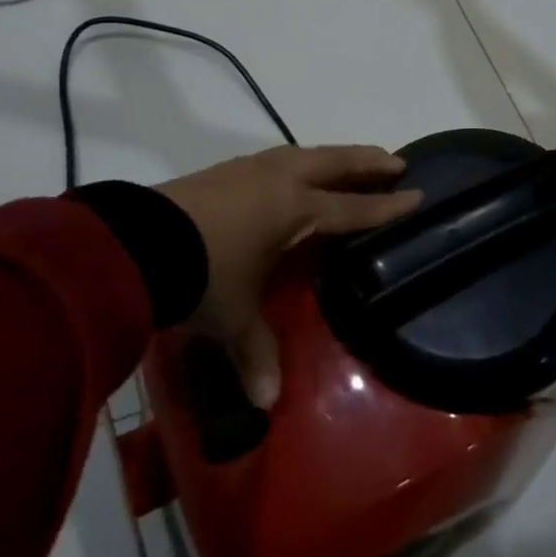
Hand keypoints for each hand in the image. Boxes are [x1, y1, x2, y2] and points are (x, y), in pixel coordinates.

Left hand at [158, 146, 420, 407]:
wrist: (139, 240)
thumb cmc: (202, 274)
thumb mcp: (233, 317)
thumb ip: (254, 354)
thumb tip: (266, 402)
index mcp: (295, 209)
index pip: (352, 208)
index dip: (386, 206)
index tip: (417, 193)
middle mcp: (279, 180)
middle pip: (334, 163)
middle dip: (367, 162)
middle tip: (395, 161)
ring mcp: (249, 169)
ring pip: (304, 154)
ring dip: (331, 157)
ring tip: (346, 161)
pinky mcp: (223, 170)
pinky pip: (277, 160)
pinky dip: (298, 163)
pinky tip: (290, 173)